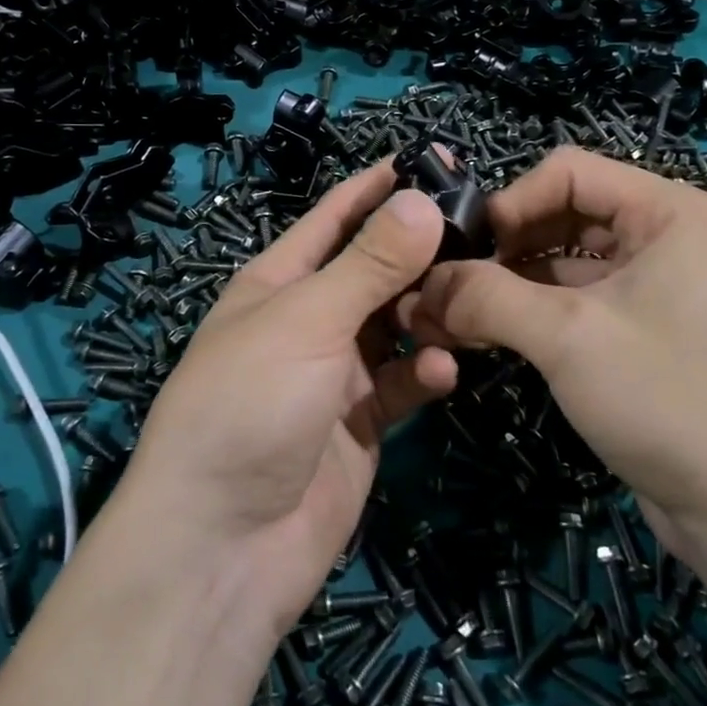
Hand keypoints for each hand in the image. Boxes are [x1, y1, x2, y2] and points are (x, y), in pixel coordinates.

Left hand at [117, 164, 454, 630]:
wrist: (223, 545)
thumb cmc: (250, 405)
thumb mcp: (307, 321)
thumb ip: (368, 264)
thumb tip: (419, 197)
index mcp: (278, 282)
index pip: (333, 218)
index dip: (376, 188)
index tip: (432, 160)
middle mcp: (307, 320)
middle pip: (373, 271)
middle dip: (419, 253)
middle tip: (483, 236)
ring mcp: (334, 374)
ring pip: (395, 325)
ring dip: (428, 314)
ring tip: (465, 307)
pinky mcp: (359, 424)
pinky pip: (401, 383)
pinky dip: (423, 373)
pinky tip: (442, 371)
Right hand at [409, 147, 706, 558]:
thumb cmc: (667, 398)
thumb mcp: (566, 337)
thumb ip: (485, 297)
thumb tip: (422, 284)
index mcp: (669, 212)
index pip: (568, 172)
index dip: (510, 202)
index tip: (464, 249)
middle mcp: (667, 238)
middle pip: (563, 215)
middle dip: (502, 250)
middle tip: (447, 287)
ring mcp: (659, 287)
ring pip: (565, 264)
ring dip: (508, 286)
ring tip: (452, 317)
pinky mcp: (646, 333)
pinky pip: (579, 303)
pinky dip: (532, 315)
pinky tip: (487, 337)